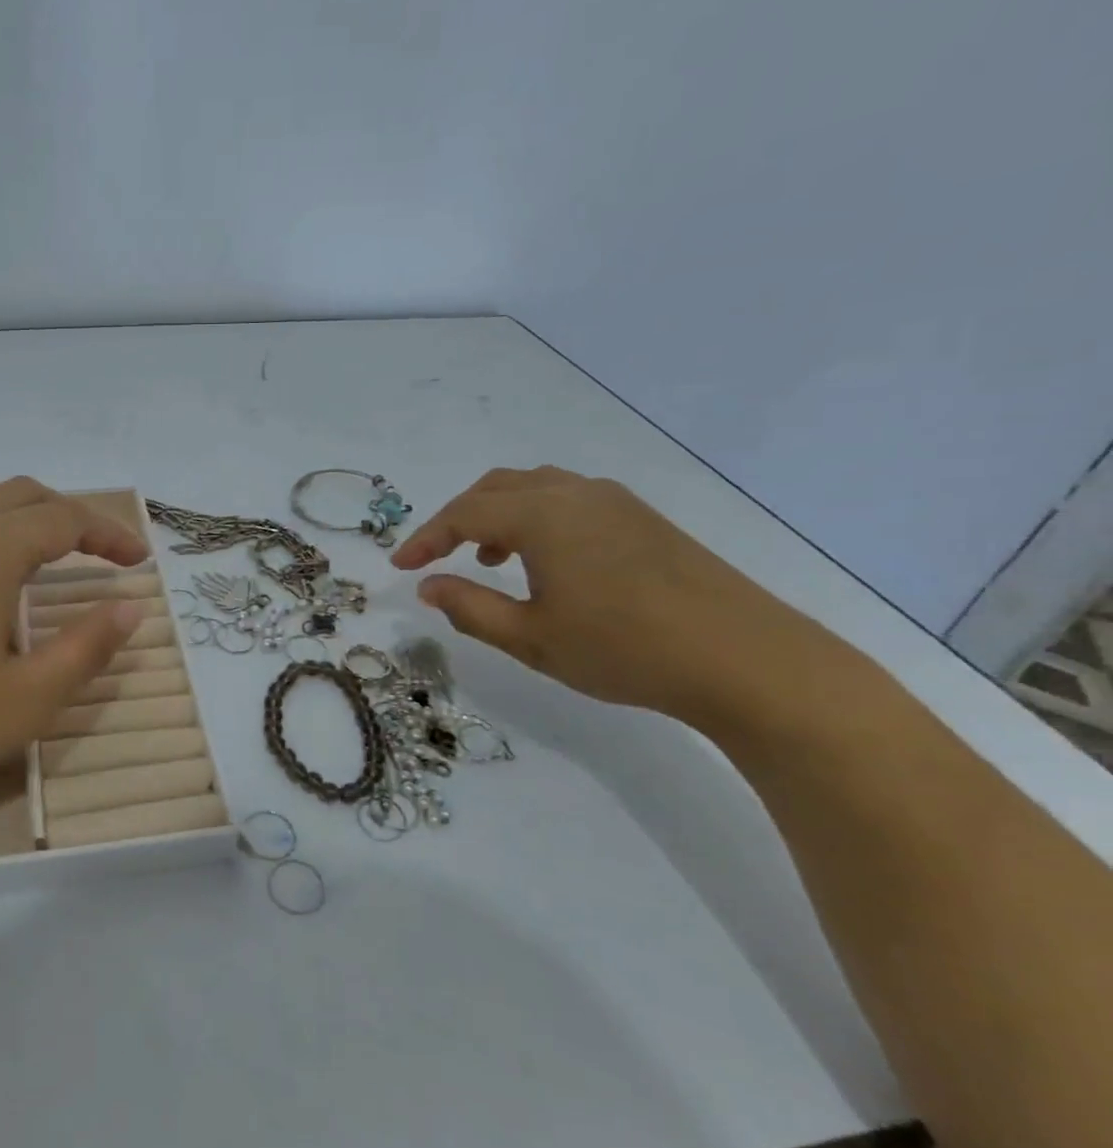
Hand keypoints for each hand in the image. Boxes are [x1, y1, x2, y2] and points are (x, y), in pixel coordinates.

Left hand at [0, 478, 147, 801]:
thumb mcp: (25, 699)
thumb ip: (85, 649)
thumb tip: (130, 609)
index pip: (67, 520)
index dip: (109, 535)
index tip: (138, 562)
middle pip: (25, 495)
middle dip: (72, 516)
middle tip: (102, 552)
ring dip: (26, 514)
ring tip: (48, 551)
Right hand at [391, 467, 846, 728]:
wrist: (747, 659)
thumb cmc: (624, 649)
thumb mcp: (531, 638)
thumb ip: (469, 607)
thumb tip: (428, 585)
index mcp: (543, 515)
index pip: (463, 514)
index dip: (425, 538)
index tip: (400, 566)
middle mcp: (575, 493)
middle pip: (496, 488)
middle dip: (456, 519)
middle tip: (435, 557)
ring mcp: (615, 501)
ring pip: (535, 487)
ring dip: (498, 514)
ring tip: (487, 559)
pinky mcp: (643, 518)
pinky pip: (569, 499)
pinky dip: (536, 517)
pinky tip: (545, 561)